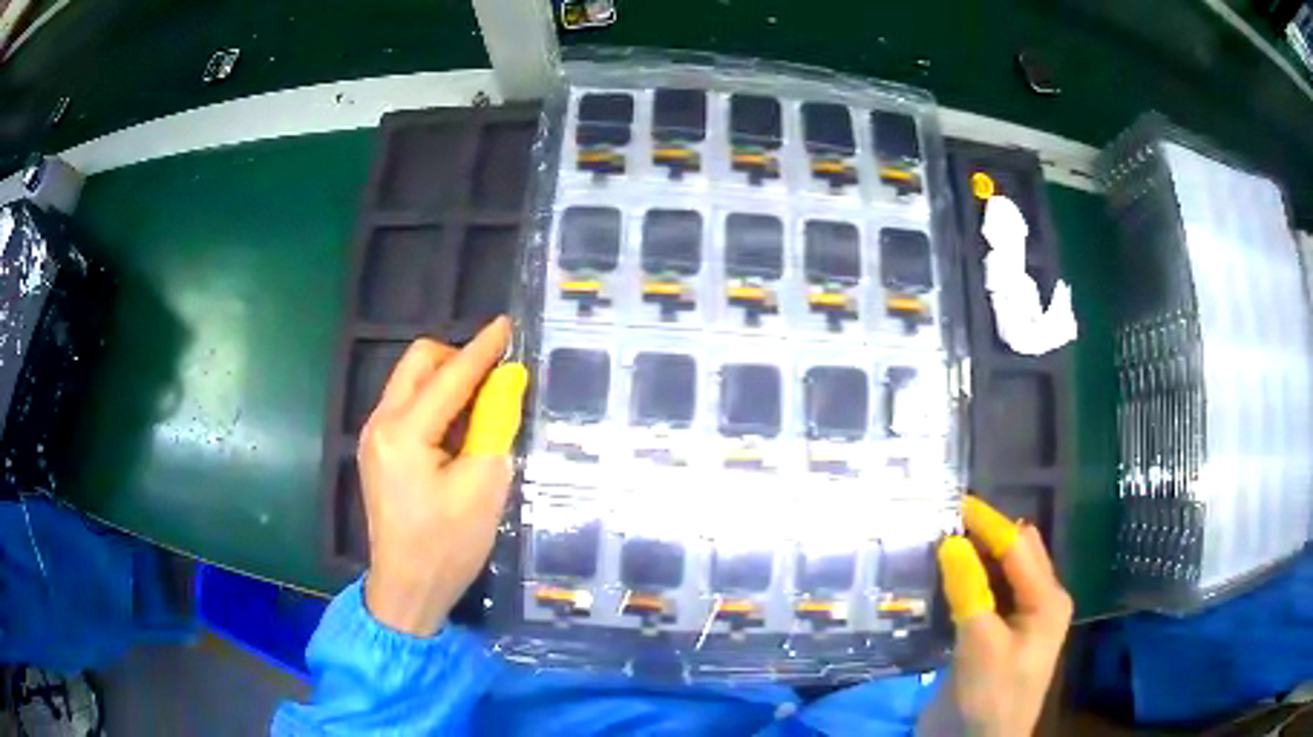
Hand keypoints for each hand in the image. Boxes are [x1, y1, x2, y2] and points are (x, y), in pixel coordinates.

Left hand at [359, 316, 527, 635]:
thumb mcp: (483, 487)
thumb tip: (506, 381)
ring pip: (410, 382)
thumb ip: (493, 424)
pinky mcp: (377, 451)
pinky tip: (456, 432)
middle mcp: (380, 424)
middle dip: (456, 360)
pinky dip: (434, 404)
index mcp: (404, 433)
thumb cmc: (448, 546)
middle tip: (493, 383)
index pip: (449, 376)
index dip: (482, 349)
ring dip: (445, 382)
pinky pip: (406, 406)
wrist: (407, 588)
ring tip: (479, 411)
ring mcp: (374, 437)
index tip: (507, 325)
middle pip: (417, 363)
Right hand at [938, 496, 1072, 736]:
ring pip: (1000, 573)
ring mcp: (1020, 618)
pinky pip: (988, 595)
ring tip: (941, 541)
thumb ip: (969, 591)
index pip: (1018, 547)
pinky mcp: (999, 634)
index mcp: (1047, 599)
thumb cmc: (991, 696)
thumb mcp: (980, 644)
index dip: (987, 523)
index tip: (954, 502)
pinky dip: (970, 581)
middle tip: (944, 521)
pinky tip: (946, 578)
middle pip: (1014, 554)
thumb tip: (951, 542)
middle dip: (985, 535)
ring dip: (976, 557)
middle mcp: (1039, 601)